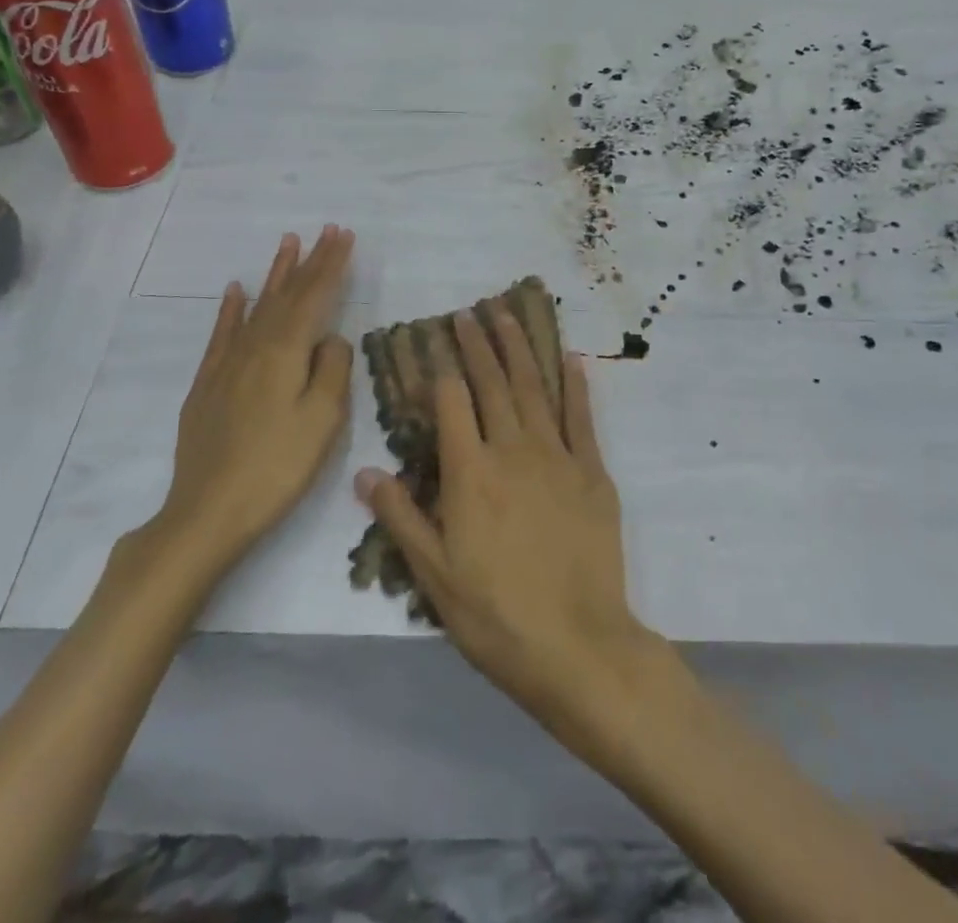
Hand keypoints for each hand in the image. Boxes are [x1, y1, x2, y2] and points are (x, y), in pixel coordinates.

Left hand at [137, 226, 355, 577]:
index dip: (331, 265)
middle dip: (309, 261)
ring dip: (275, 274)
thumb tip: (332, 338)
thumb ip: (333, 370)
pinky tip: (237, 290)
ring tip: (287, 243)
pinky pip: (222, 334)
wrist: (208, 510)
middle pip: (287, 295)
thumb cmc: (277, 467)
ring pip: (256, 307)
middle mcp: (255, 346)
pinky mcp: (207, 384)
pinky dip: (232, 309)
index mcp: (286, 352)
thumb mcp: (323, 420)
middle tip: (326, 231)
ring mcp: (227, 364)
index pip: (314, 297)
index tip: (344, 235)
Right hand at [354, 308, 659, 740]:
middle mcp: (512, 450)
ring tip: (508, 315)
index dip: (441, 369)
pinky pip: (581, 417)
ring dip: (520, 349)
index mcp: (469, 473)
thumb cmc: (496, 615)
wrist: (577, 645)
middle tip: (470, 312)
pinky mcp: (592, 472)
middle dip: (478, 345)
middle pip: (492, 384)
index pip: (451, 404)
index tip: (436, 340)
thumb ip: (401, 517)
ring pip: (534, 388)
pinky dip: (575, 385)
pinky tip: (570, 358)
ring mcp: (556, 457)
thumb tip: (365, 471)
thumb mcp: (434, 575)